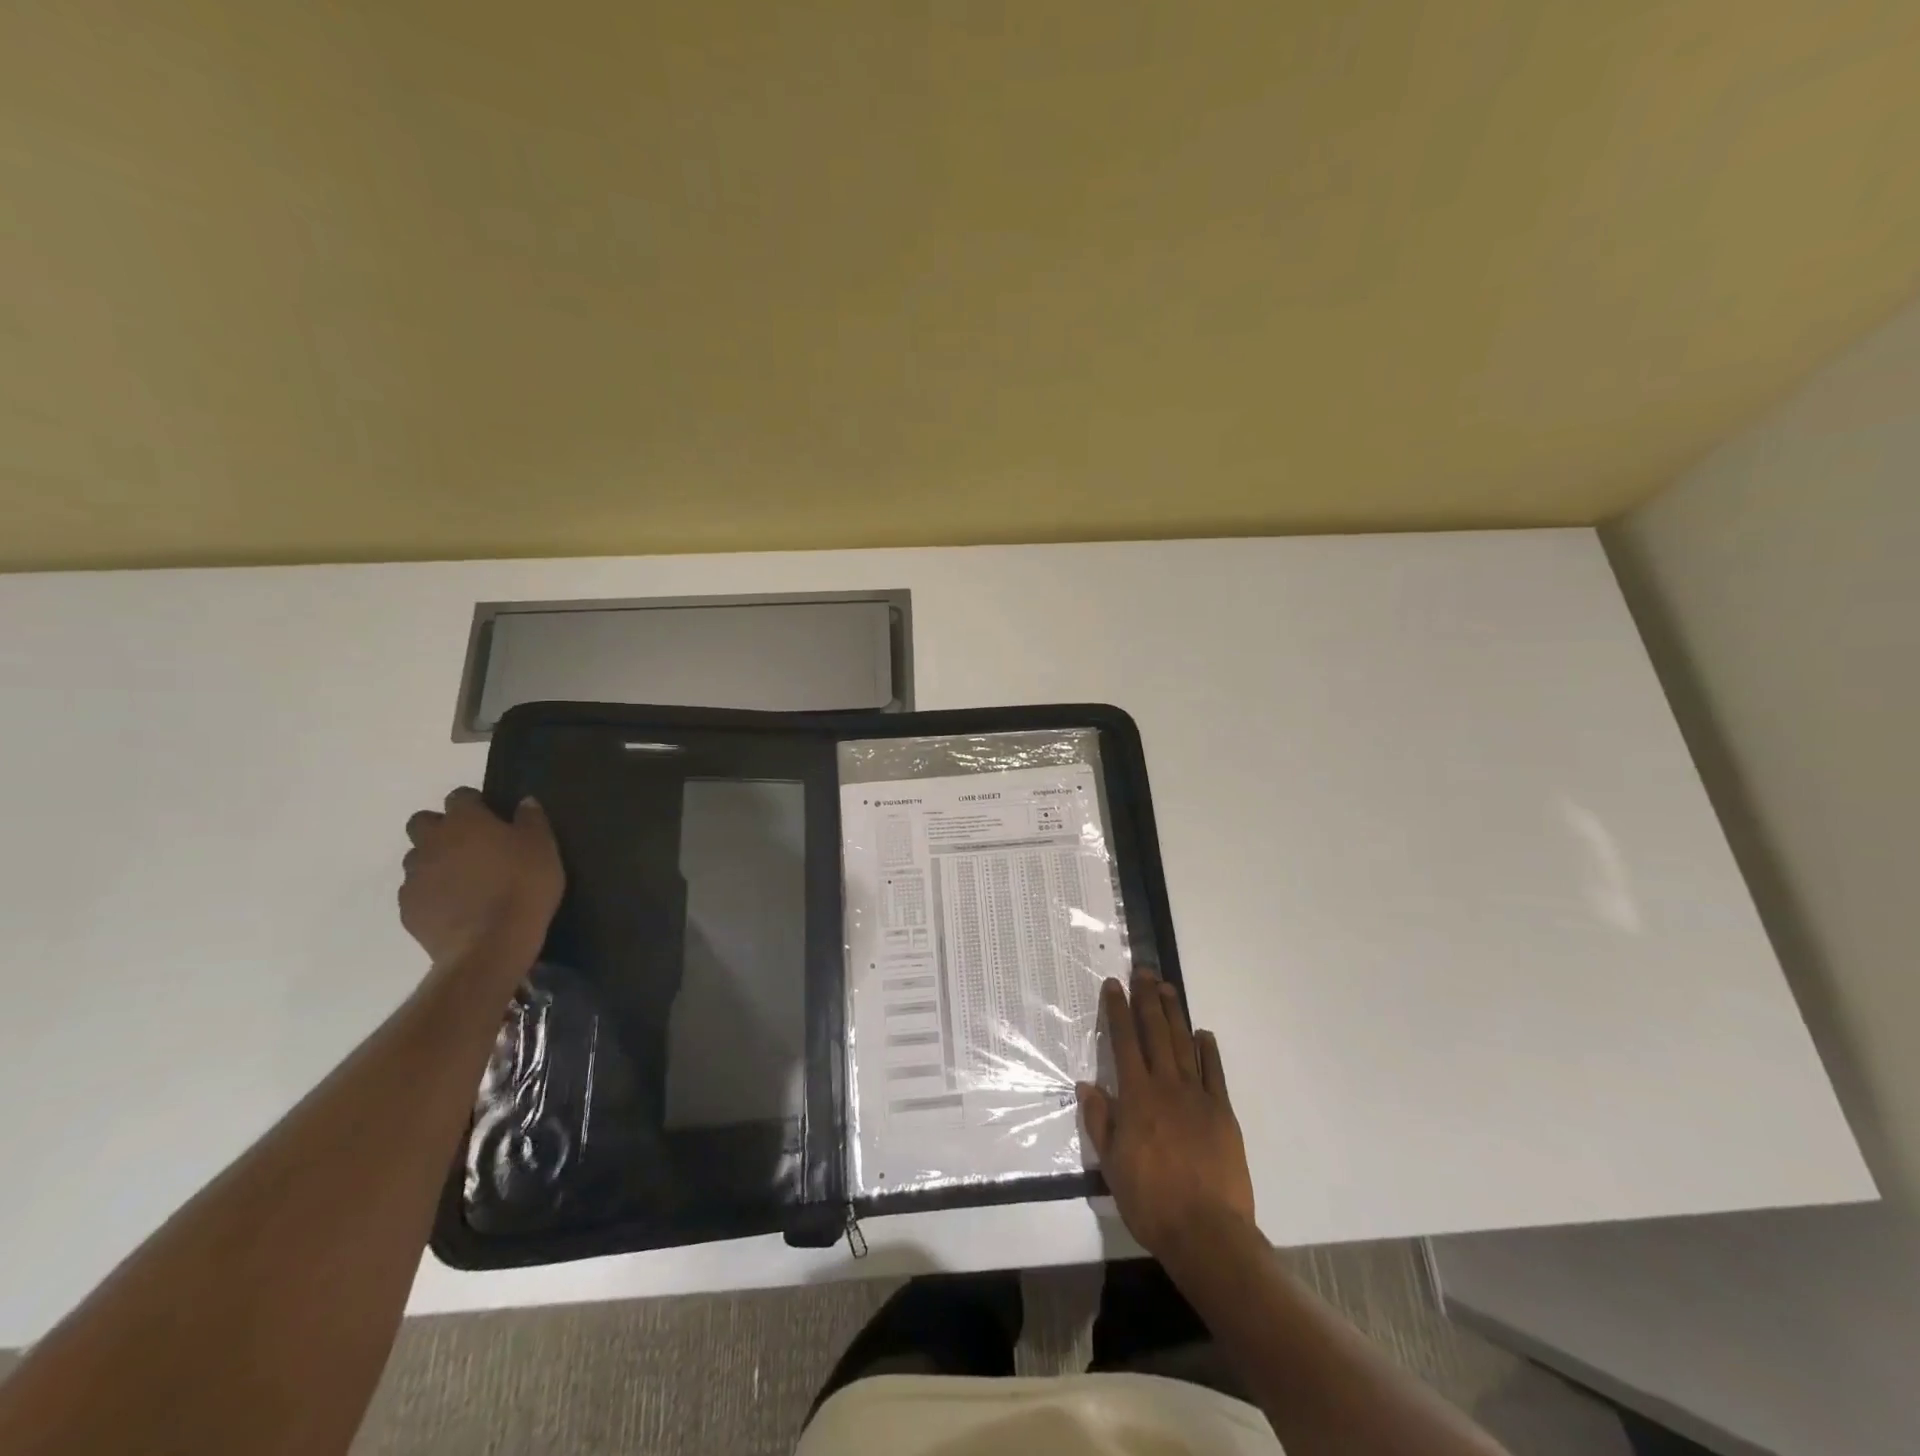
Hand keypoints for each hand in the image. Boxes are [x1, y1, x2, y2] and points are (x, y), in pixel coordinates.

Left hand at [399, 788, 563, 974]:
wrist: (490, 944)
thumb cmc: (523, 886)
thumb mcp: (543, 847)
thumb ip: (531, 820)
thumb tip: (524, 801)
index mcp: (465, 822)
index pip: (460, 796)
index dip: (475, 803)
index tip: (492, 815)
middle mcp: (432, 842)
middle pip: (422, 822)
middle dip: (441, 828)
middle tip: (470, 845)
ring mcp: (414, 877)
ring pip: (416, 858)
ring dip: (435, 861)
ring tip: (463, 879)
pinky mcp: (408, 908)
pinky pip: (415, 891)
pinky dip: (432, 892)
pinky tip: (455, 905)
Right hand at [1077, 969, 1255, 1260]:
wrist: (1207, 1232)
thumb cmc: (1151, 1201)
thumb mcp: (1111, 1165)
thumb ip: (1100, 1121)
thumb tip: (1087, 1085)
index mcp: (1137, 1096)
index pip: (1124, 1042)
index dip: (1117, 1010)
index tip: (1114, 984)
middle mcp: (1167, 1086)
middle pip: (1156, 1032)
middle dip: (1147, 999)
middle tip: (1144, 972)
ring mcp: (1198, 1096)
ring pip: (1184, 1044)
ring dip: (1175, 1014)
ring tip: (1168, 988)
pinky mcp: (1223, 1112)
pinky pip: (1215, 1073)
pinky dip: (1208, 1050)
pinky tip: (1203, 1033)